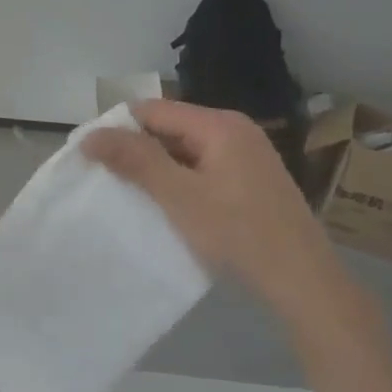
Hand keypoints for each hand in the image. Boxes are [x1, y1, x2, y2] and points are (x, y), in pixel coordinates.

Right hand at [82, 100, 351, 322]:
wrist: (302, 281)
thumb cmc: (238, 234)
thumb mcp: (179, 195)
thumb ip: (135, 160)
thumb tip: (90, 135)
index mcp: (219, 125)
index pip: (152, 110)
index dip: (117, 129)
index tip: (89, 157)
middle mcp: (234, 131)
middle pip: (168, 128)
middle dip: (135, 150)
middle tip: (104, 179)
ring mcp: (245, 156)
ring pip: (183, 151)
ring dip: (154, 169)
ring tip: (128, 194)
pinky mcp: (249, 180)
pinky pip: (200, 168)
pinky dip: (177, 182)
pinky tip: (164, 206)